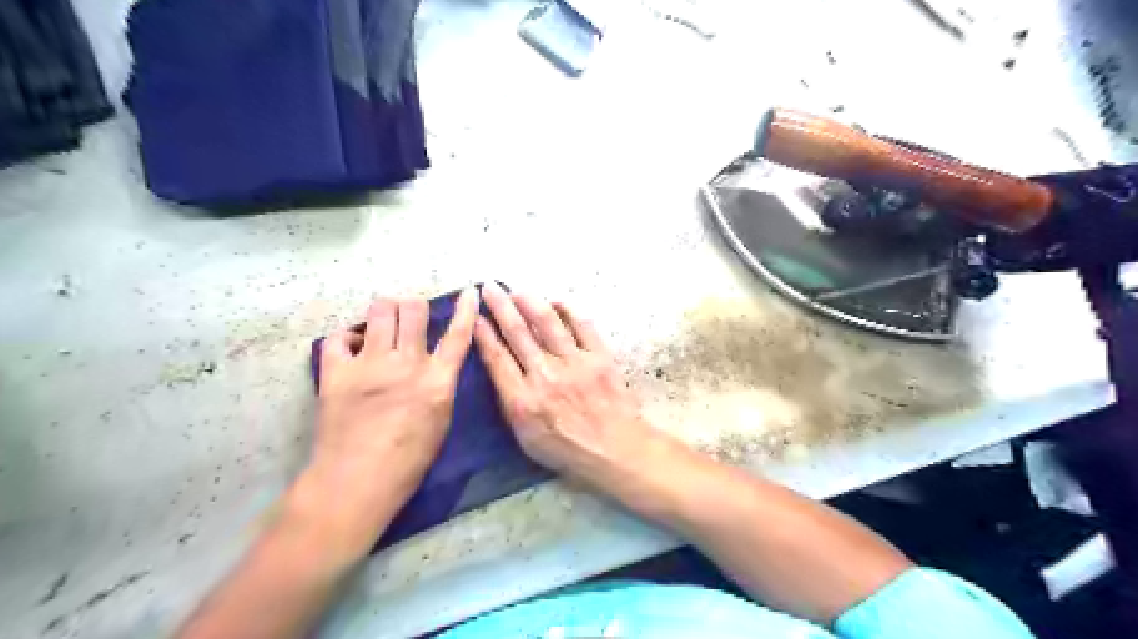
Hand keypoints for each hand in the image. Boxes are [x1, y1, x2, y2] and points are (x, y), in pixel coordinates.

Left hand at [302, 291, 475, 547]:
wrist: (356, 482)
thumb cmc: (408, 462)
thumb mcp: (441, 422)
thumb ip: (440, 386)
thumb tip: (434, 364)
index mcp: (437, 381)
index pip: (458, 335)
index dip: (467, 309)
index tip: (470, 291)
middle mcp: (406, 364)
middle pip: (413, 309)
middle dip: (414, 306)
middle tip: (409, 318)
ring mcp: (369, 365)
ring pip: (379, 311)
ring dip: (384, 311)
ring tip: (381, 325)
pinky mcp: (336, 372)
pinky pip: (339, 338)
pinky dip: (347, 338)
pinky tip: (352, 348)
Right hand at [471, 283, 654, 486]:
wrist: (616, 451)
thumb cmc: (568, 450)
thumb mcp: (526, 439)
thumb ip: (511, 405)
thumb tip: (501, 371)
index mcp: (523, 400)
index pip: (496, 358)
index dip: (483, 334)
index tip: (474, 316)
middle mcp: (545, 375)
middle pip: (517, 333)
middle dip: (500, 306)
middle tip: (489, 288)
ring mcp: (575, 363)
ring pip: (547, 322)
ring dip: (529, 301)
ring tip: (518, 290)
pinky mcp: (600, 357)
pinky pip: (582, 325)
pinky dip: (568, 310)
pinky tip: (557, 301)